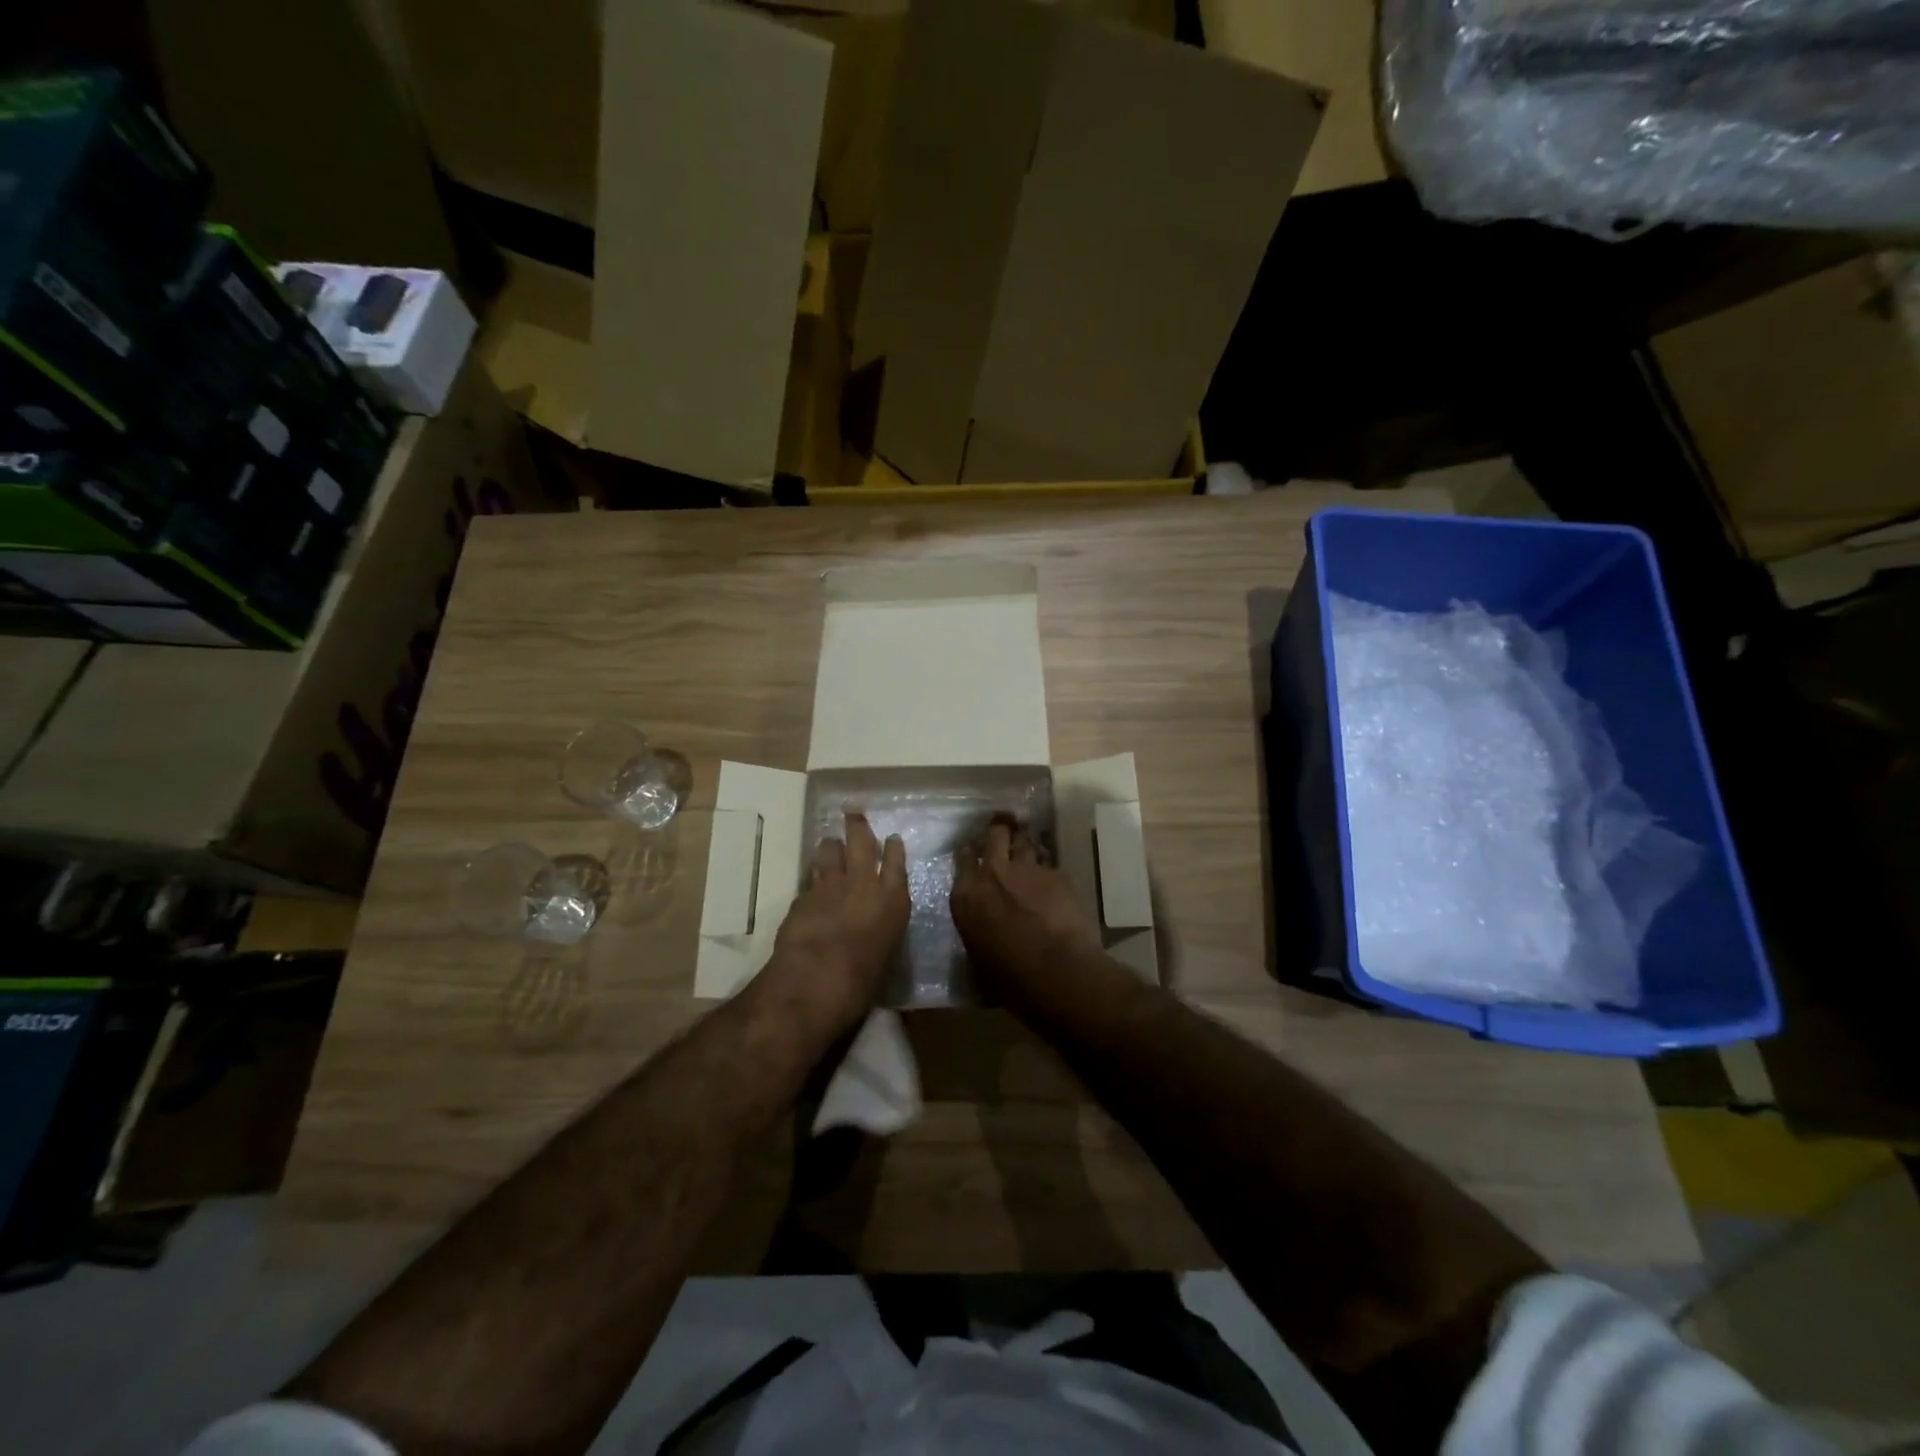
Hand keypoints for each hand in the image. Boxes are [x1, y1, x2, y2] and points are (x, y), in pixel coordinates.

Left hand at [763, 811, 908, 1031]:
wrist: (817, 979)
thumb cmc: (863, 980)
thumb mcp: (885, 954)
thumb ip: (881, 932)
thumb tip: (874, 930)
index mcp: (893, 900)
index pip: (896, 862)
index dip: (893, 848)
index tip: (892, 837)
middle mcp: (864, 883)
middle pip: (861, 841)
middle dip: (857, 825)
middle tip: (852, 811)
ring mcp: (831, 885)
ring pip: (830, 850)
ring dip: (830, 846)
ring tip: (829, 843)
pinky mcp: (804, 894)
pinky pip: (810, 878)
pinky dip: (812, 878)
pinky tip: (810, 884)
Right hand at [950, 818, 1098, 995]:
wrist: (1054, 970)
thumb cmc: (1008, 975)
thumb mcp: (977, 951)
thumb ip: (976, 923)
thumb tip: (982, 920)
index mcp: (966, 894)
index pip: (962, 857)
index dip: (969, 851)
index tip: (973, 849)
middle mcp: (992, 872)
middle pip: (995, 833)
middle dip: (999, 827)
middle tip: (1004, 824)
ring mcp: (1026, 869)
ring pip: (1024, 840)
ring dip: (1024, 841)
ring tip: (1027, 840)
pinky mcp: (1055, 873)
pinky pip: (1048, 865)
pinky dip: (1047, 871)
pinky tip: (1053, 882)